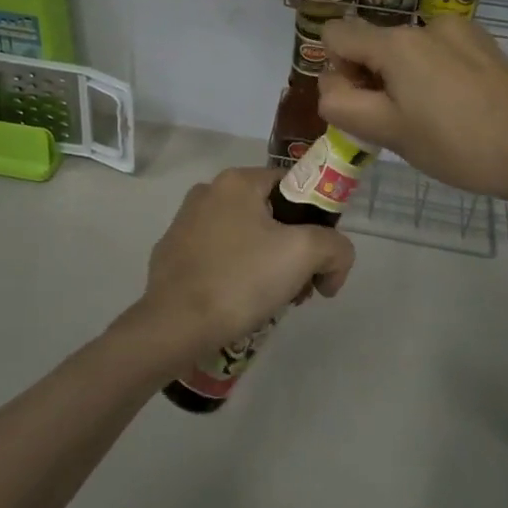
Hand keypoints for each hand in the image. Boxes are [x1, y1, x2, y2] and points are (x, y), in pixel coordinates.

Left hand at [126, 167, 354, 370]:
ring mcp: (184, 223)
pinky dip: (235, 274)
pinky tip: (238, 304)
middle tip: (300, 287)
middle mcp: (207, 192)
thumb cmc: (241, 280)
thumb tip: (334, 263)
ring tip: (271, 301)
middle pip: (270, 214)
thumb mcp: (304, 254)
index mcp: (237, 181)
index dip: (316, 220)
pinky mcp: (172, 253)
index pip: (293, 187)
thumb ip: (335, 247)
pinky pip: (218, 256)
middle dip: (293, 249)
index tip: (320, 258)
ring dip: (266, 263)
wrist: (174, 326)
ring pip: (244, 237)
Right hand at [318, 14, 507, 205]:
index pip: (335, 35)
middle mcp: (424, 24)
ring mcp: (459, 30)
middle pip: (373, 43)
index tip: (363, 104)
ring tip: (434, 118)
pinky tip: (460, 106)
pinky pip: (439, 51)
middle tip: (398, 123)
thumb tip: (331, 87)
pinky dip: (434, 73)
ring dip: (404, 78)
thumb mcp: (388, 133)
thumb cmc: (458, 146)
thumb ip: (342, 105)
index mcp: (396, 43)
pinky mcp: (484, 43)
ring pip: (407, 50)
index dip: (336, 70)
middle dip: (371, 78)